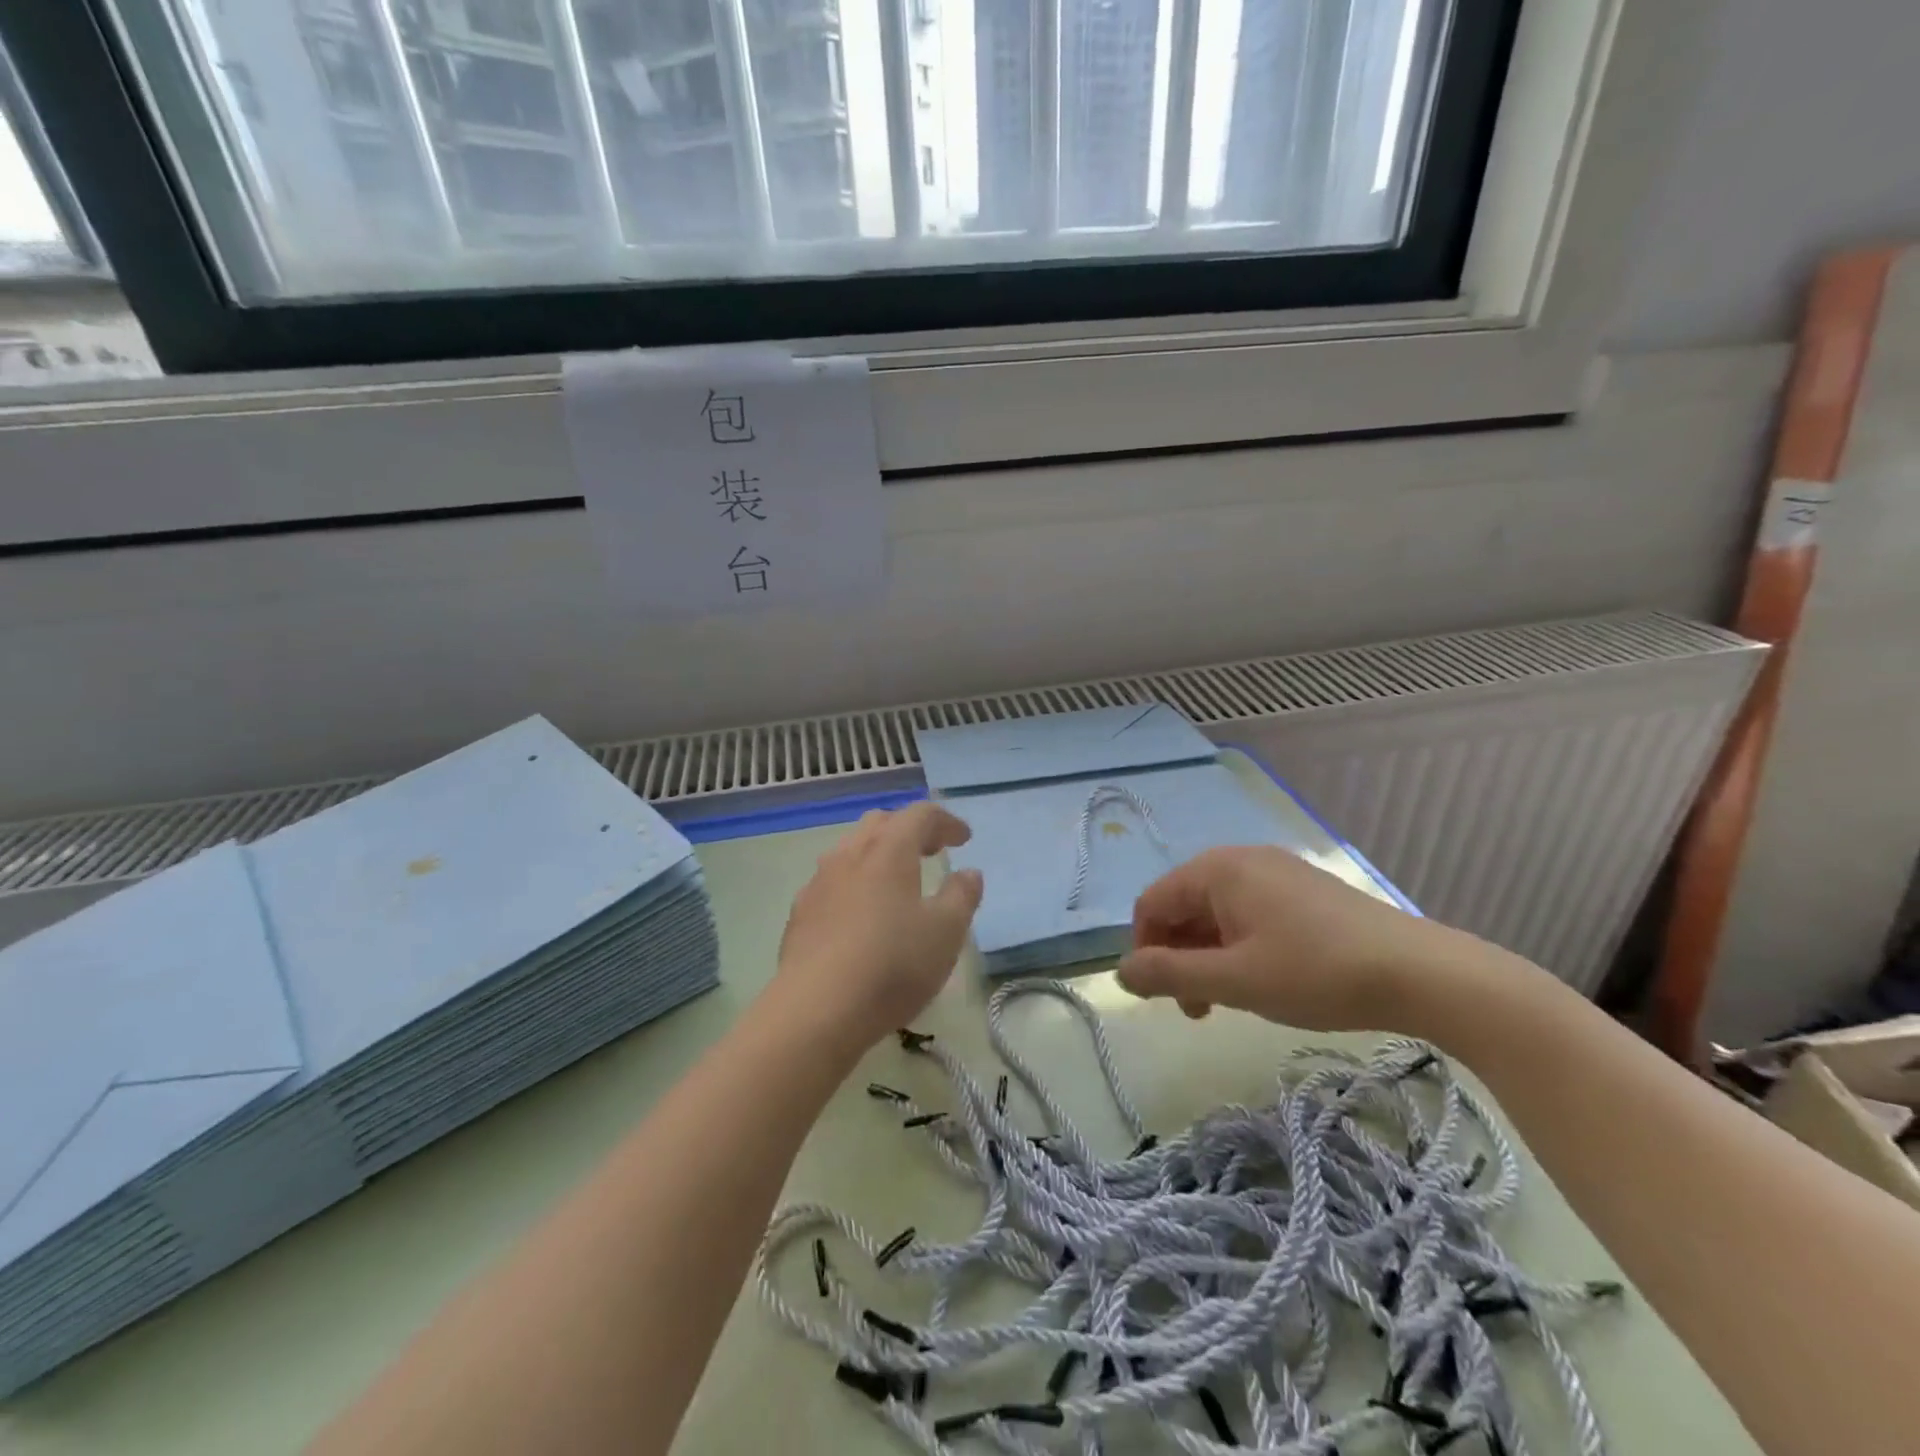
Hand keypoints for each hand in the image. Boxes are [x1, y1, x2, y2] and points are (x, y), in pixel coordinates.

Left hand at [773, 803, 983, 1047]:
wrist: (815, 1010)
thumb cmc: (892, 965)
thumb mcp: (946, 933)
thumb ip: (962, 896)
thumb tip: (969, 872)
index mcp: (889, 850)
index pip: (920, 815)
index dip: (946, 821)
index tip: (964, 840)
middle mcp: (850, 854)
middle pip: (881, 823)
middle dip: (909, 830)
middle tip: (932, 851)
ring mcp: (819, 882)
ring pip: (851, 849)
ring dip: (879, 854)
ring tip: (897, 881)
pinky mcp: (800, 912)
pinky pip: (832, 881)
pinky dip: (855, 882)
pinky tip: (862, 914)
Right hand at [1117, 846, 1445, 1031]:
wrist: (1419, 972)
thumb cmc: (1315, 973)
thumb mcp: (1234, 980)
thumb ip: (1169, 975)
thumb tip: (1120, 972)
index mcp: (1216, 869)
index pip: (1152, 904)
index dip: (1145, 951)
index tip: (1163, 998)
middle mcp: (1240, 859)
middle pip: (1183, 905)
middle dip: (1178, 956)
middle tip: (1198, 1009)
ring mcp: (1275, 871)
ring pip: (1216, 912)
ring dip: (1207, 955)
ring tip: (1227, 1000)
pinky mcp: (1302, 889)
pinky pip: (1248, 912)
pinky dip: (1238, 945)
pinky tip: (1261, 978)